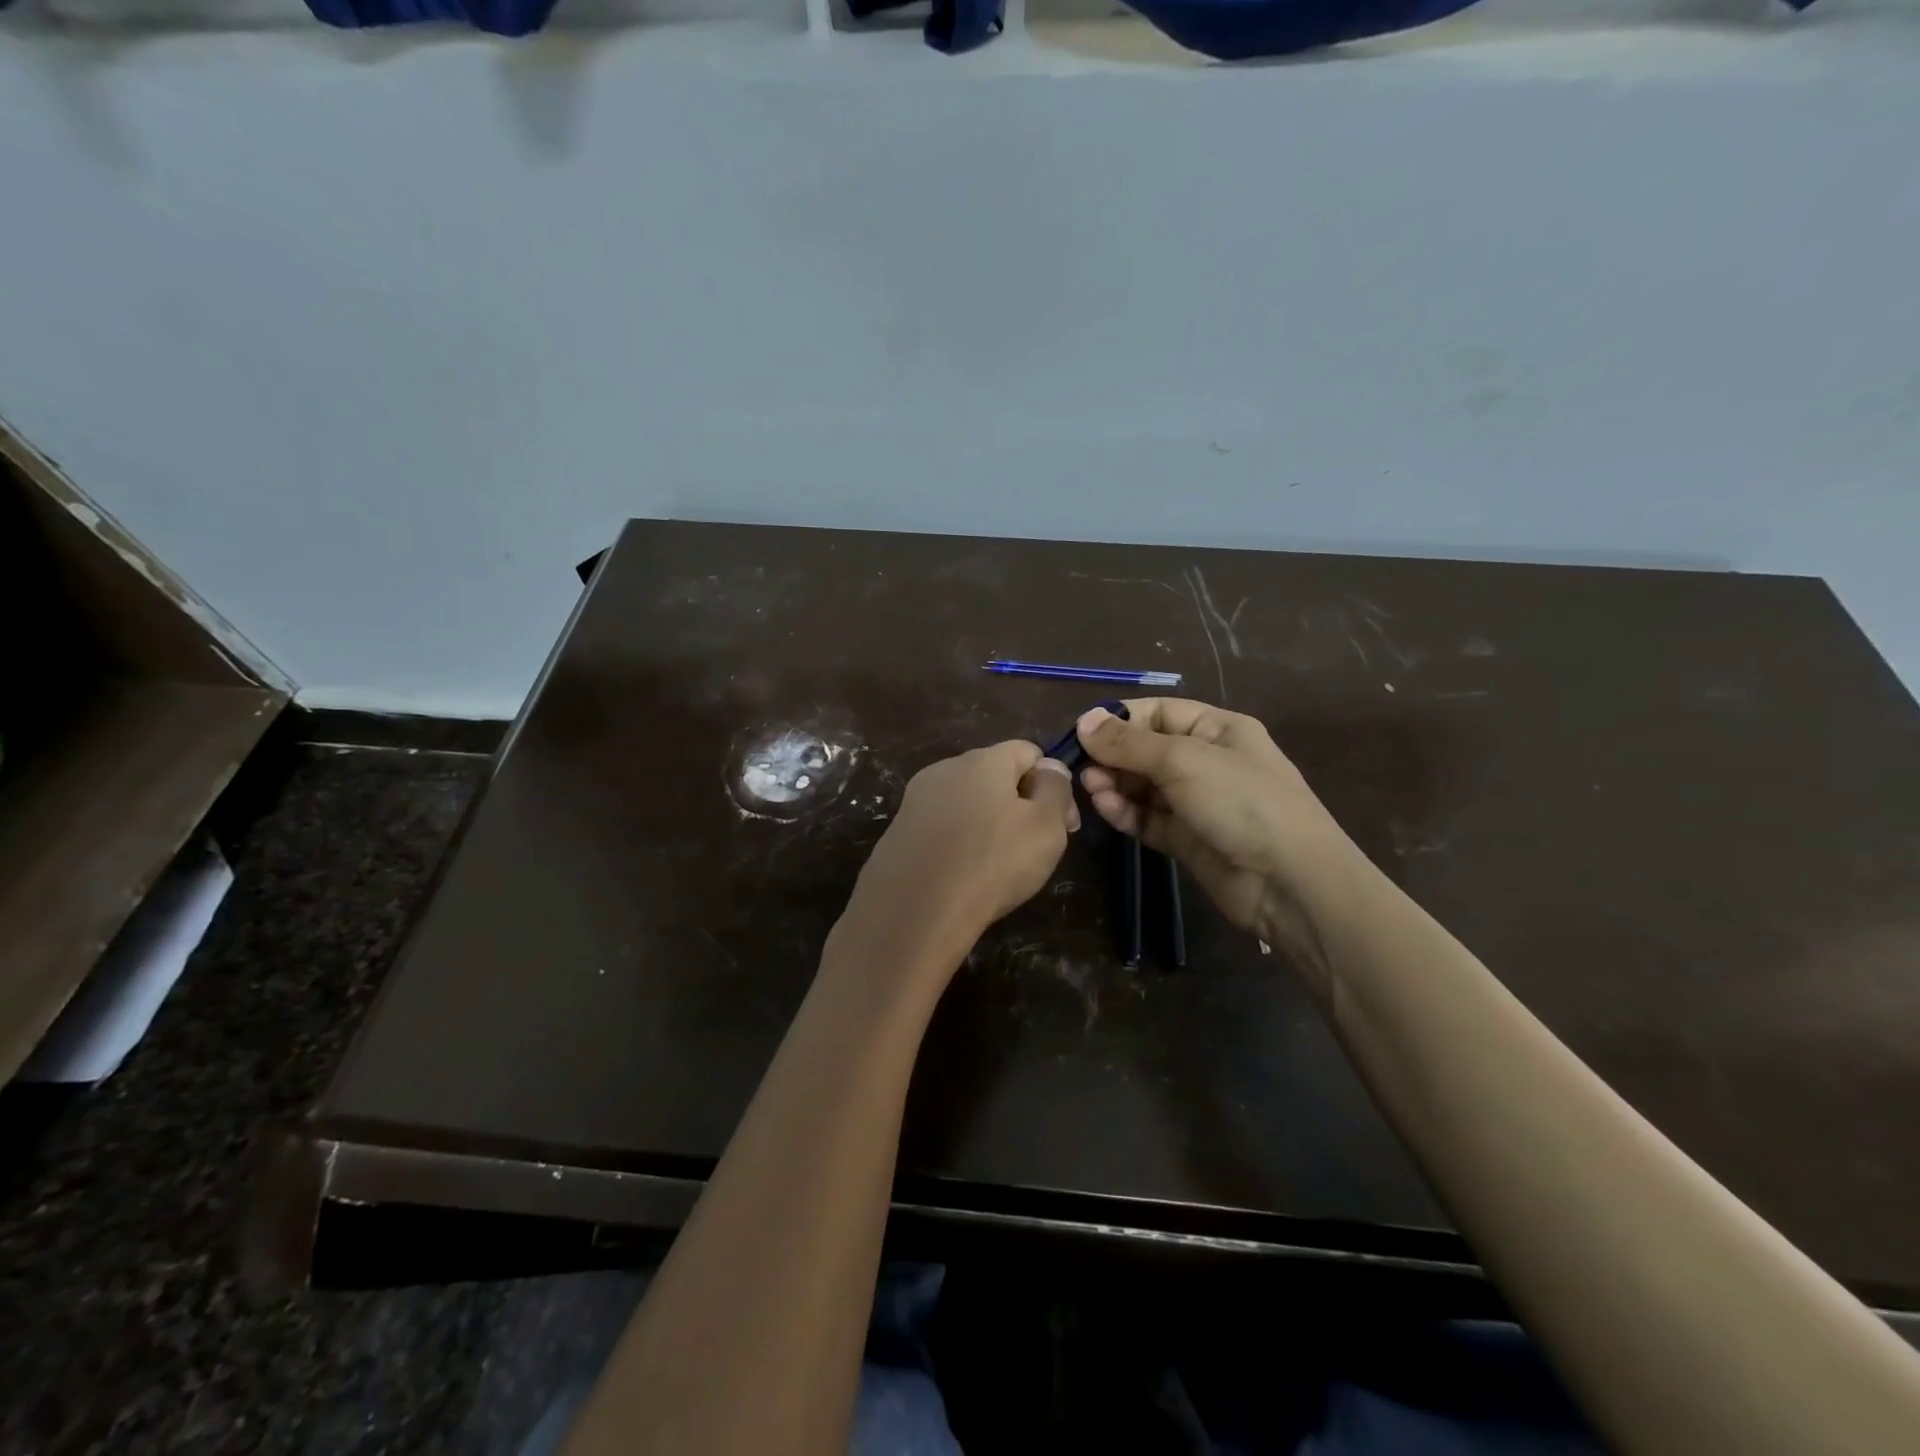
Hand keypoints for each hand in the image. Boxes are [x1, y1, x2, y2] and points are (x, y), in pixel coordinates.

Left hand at [834, 741, 1077, 982]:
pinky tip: (962, 874)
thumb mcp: (1046, 826)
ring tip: (996, 866)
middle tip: (1034, 848)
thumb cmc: (992, 862)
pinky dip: (957, 842)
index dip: (1051, 781)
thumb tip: (1050, 768)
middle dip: (1019, 803)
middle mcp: (945, 768)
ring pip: (965, 802)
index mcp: (983, 759)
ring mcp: (915, 799)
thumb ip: (1056, 789)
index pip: (1028, 751)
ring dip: (986, 823)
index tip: (1063, 824)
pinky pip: (940, 827)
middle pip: (994, 774)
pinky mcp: (898, 830)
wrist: (914, 910)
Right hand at [1077, 700, 1369, 970]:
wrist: (1289, 881)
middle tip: (1081, 767)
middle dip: (1113, 755)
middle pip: (1147, 750)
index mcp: (1217, 729)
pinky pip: (1148, 818)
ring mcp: (1197, 803)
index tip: (1082, 732)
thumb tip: (1084, 720)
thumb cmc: (1241, 802)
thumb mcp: (1183, 760)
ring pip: (1143, 786)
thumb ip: (1129, 743)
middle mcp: (1206, 761)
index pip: (1159, 713)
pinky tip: (1105, 808)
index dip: (1120, 719)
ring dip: (1115, 784)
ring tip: (1090, 788)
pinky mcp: (1187, 839)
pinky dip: (1125, 812)